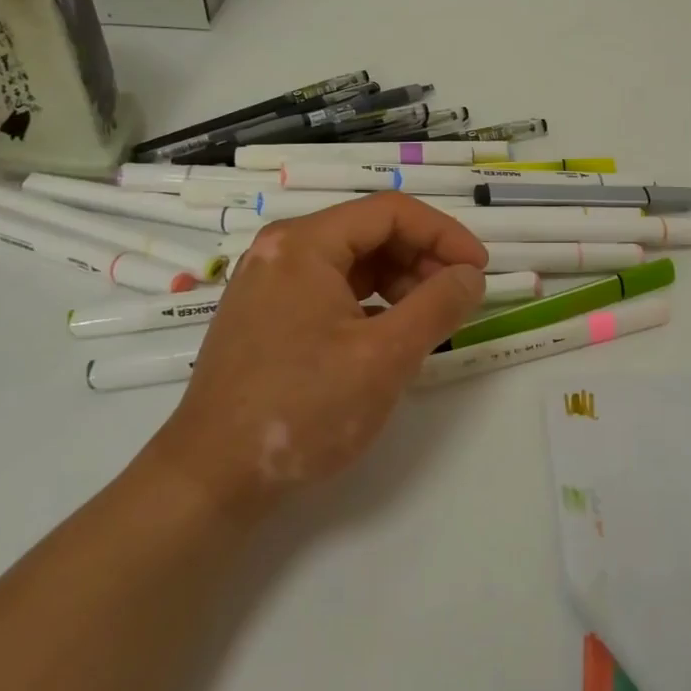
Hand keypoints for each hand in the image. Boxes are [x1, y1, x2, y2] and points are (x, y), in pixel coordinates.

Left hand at [146, 195, 486, 517]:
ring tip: (428, 320)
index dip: (444, 234)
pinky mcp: (267, 316)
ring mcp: (270, 283)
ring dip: (400, 281)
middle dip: (423, 259)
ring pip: (353, 262)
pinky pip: (332, 290)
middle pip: (371, 232)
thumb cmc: (302, 408)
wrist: (211, 479)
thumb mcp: (385, 356)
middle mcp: (283, 250)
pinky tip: (390, 335)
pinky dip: (371, 303)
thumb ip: (438, 306)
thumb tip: (471, 276)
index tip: (479, 269)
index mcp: (305, 244)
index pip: (391, 212)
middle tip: (458, 298)